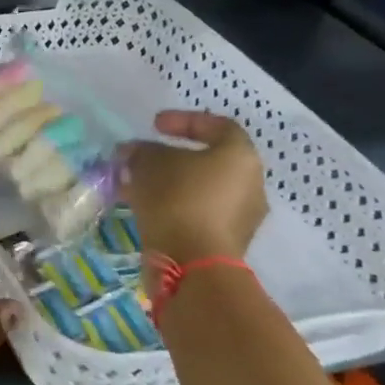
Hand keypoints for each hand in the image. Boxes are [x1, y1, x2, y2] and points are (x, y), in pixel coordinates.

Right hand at [121, 110, 268, 268]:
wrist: (194, 264)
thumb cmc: (177, 199)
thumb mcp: (148, 164)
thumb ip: (141, 151)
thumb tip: (134, 152)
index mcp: (240, 157)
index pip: (218, 126)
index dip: (184, 120)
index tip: (154, 126)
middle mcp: (250, 184)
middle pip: (208, 160)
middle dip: (170, 157)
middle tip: (142, 158)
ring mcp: (242, 216)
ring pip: (200, 189)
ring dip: (169, 183)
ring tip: (136, 185)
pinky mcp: (228, 241)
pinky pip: (198, 213)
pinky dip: (174, 206)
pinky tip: (145, 208)